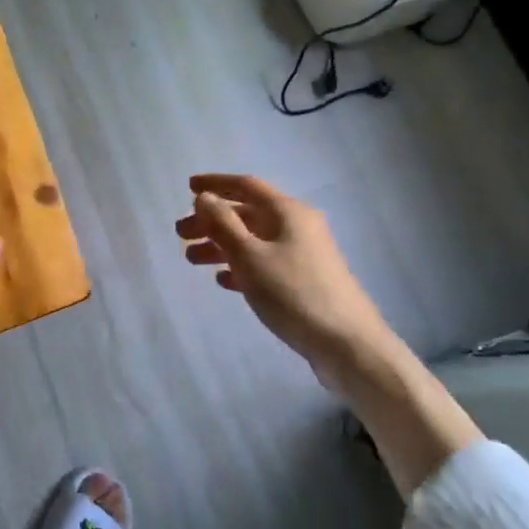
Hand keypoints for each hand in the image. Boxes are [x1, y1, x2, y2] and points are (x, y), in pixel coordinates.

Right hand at [175, 174, 394, 387]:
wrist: (347, 344)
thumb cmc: (293, 293)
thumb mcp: (250, 256)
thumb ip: (223, 224)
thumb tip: (204, 197)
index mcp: (288, 212)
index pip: (245, 186)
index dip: (215, 184)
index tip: (188, 187)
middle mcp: (298, 226)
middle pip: (247, 214)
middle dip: (212, 221)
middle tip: (181, 234)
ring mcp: (304, 255)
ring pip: (254, 241)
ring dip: (222, 246)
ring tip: (192, 260)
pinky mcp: (305, 281)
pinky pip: (265, 264)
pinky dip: (241, 267)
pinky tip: (223, 280)